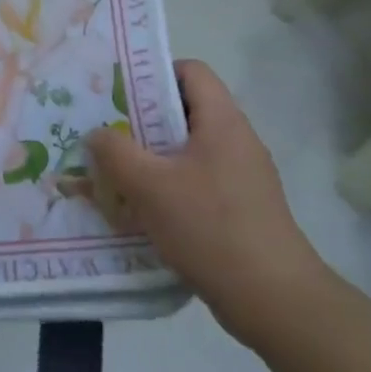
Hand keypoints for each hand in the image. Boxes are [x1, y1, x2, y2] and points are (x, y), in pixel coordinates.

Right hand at [86, 60, 330, 349]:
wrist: (274, 299)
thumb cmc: (210, 227)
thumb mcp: (150, 186)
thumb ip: (115, 152)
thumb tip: (96, 133)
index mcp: (222, 121)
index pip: (191, 71)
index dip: (154, 73)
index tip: (118, 93)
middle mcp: (237, 140)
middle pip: (186, 111)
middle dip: (143, 120)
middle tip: (106, 133)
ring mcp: (244, 176)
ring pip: (189, 150)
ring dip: (153, 157)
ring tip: (117, 172)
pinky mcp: (243, 208)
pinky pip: (199, 181)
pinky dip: (170, 186)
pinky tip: (143, 210)